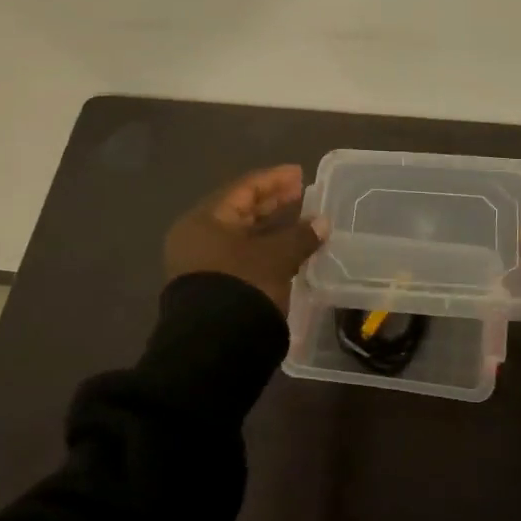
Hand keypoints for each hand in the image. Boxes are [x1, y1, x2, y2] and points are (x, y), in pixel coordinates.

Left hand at [164, 165, 320, 314]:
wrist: (215, 347)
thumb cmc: (243, 285)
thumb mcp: (276, 257)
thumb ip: (300, 235)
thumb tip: (322, 223)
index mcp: (205, 220)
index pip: (243, 189)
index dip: (274, 179)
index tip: (300, 174)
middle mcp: (197, 238)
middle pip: (240, 211)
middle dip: (272, 202)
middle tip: (300, 194)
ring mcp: (202, 265)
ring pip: (241, 236)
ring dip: (270, 227)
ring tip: (300, 221)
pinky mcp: (212, 288)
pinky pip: (241, 256)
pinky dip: (264, 248)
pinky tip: (287, 249)